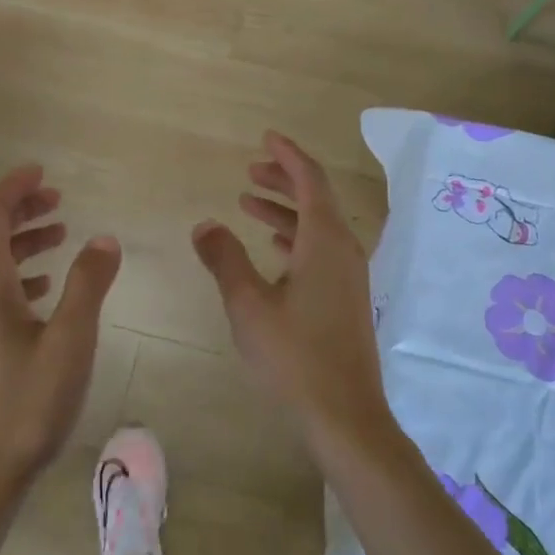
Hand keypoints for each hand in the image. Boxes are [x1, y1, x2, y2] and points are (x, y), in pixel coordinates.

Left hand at [0, 165, 121, 503]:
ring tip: (60, 235)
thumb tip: (105, 239)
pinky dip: (16, 273)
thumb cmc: (25, 405)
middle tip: (58, 199)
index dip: (14, 187)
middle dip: (20, 209)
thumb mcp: (69, 341)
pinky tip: (44, 288)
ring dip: (21, 241)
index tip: (43, 172)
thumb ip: (88, 284)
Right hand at [192, 132, 392, 453]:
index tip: (266, 138)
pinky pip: (321, 250)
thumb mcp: (248, 305)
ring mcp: (349, 276)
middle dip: (283, 180)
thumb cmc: (294, 357)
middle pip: (316, 198)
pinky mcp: (347, 298)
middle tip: (250, 171)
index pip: (310, 180)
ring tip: (248, 204)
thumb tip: (204, 225)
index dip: (288, 155)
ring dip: (285, 211)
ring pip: (317, 226)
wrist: (345, 416)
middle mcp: (344, 250)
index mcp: (325, 241)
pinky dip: (295, 238)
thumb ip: (224, 259)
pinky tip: (271, 249)